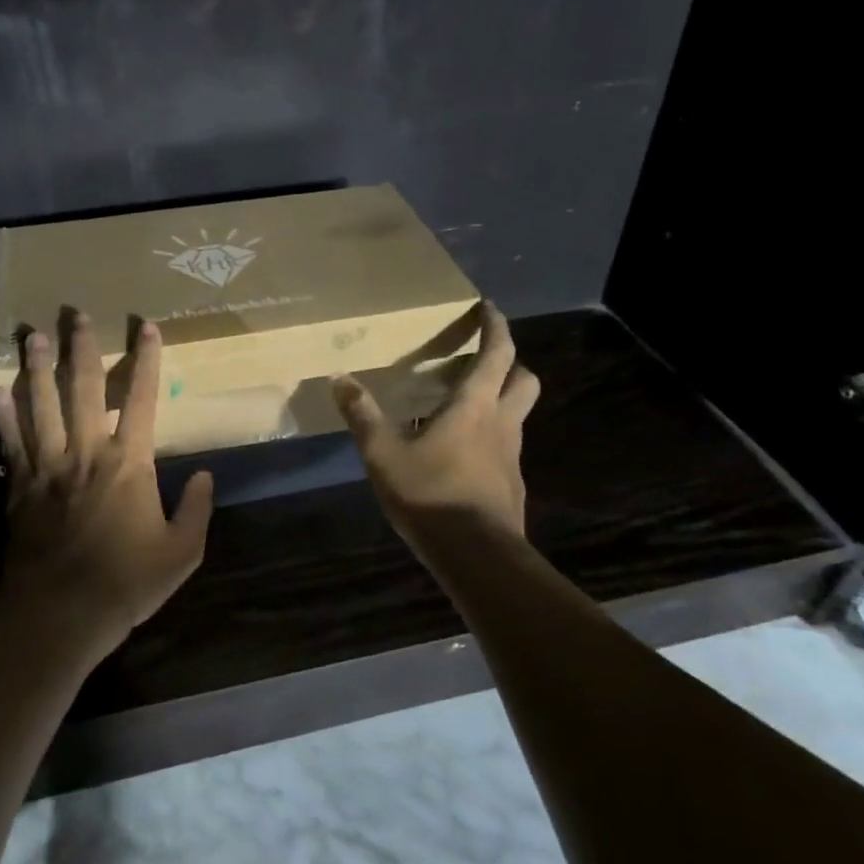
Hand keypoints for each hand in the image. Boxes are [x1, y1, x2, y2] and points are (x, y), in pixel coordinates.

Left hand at [0, 313, 214, 664]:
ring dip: (37, 368)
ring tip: (32, 335)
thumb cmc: (125, 582)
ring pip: (41, 405)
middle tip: (76, 315)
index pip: (143, 399)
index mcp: (129, 463)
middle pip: (84, 389)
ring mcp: (48, 467)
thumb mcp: (181, 553)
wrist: (59, 612)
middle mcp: (86, 452)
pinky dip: (3, 415)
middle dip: (82, 349)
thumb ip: (195, 510)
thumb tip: (203, 475)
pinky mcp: (20, 486)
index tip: (146, 327)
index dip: (147, 361)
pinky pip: (10, 441)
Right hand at [332, 302, 540, 554]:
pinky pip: (505, 447)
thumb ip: (362, 415)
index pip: (497, 354)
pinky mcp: (511, 484)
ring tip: (466, 404)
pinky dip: (491, 437)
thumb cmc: (431, 495)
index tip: (489, 307)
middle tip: (484, 360)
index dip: (496, 327)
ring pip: (518, 414)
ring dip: (502, 400)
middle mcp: (501, 424)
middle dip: (511, 362)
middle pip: (524, 380)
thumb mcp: (383, 453)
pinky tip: (463, 453)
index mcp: (474, 406)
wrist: (477, 556)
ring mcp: (511, 456)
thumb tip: (339, 378)